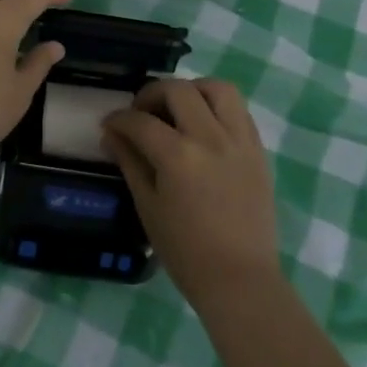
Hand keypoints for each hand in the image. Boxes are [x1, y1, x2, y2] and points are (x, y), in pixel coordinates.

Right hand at [103, 79, 280, 308]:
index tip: (109, 125)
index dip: (118, 120)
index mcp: (178, 156)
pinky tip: (204, 125)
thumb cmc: (185, 251)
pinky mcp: (258, 150)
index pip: (140, 121)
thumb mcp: (148, 206)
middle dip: (151, 94)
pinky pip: (239, 110)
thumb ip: (130, 162)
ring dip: (192, 89)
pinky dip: (217, 106)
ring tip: (178, 108)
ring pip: (218, 88)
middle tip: (141, 112)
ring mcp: (239, 141)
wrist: (239, 278)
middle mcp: (210, 138)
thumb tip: (111, 134)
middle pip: (178, 90)